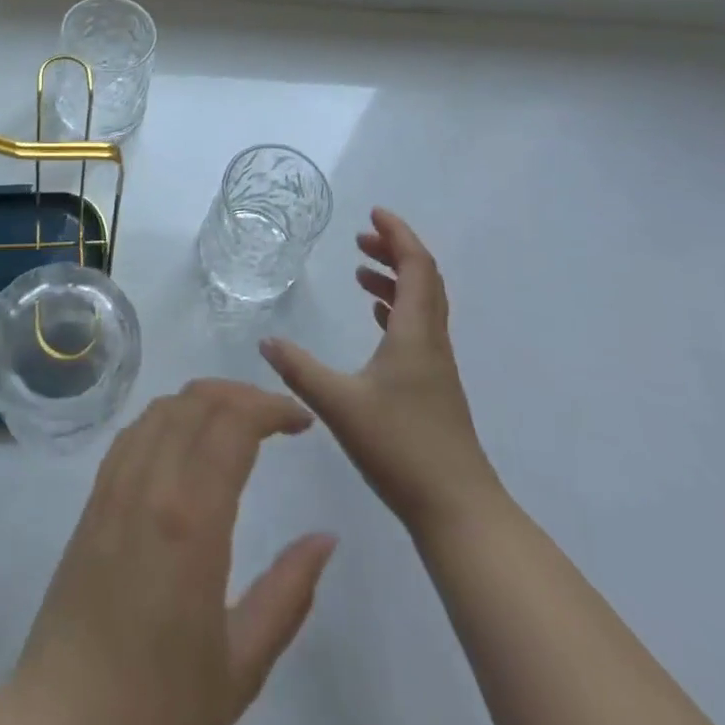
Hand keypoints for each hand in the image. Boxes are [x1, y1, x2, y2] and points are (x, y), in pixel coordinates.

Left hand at [0, 381, 336, 724]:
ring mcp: (114, 484)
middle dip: (243, 394)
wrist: (63, 724)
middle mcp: (149, 483)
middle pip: (197, 401)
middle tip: (278, 417)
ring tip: (238, 421)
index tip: (302, 420)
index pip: (233, 423)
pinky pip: (133, 431)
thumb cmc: (159, 705)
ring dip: (204, 399)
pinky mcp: (92, 497)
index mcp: (190, 518)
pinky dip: (168, 416)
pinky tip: (185, 440)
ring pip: (162, 407)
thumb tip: (325, 539)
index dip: (271, 407)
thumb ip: (288, 595)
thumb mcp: (240, 664)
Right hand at [261, 208, 501, 528]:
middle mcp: (430, 341)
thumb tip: (266, 340)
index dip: (398, 234)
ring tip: (361, 274)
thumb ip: (300, 370)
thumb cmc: (401, 448)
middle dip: (394, 251)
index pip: (417, 266)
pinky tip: (376, 321)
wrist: (459, 511)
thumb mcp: (340, 404)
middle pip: (423, 279)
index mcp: (415, 333)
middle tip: (361, 239)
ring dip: (395, 281)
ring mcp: (436, 366)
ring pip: (421, 305)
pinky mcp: (433, 388)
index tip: (374, 212)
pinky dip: (397, 311)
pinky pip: (417, 329)